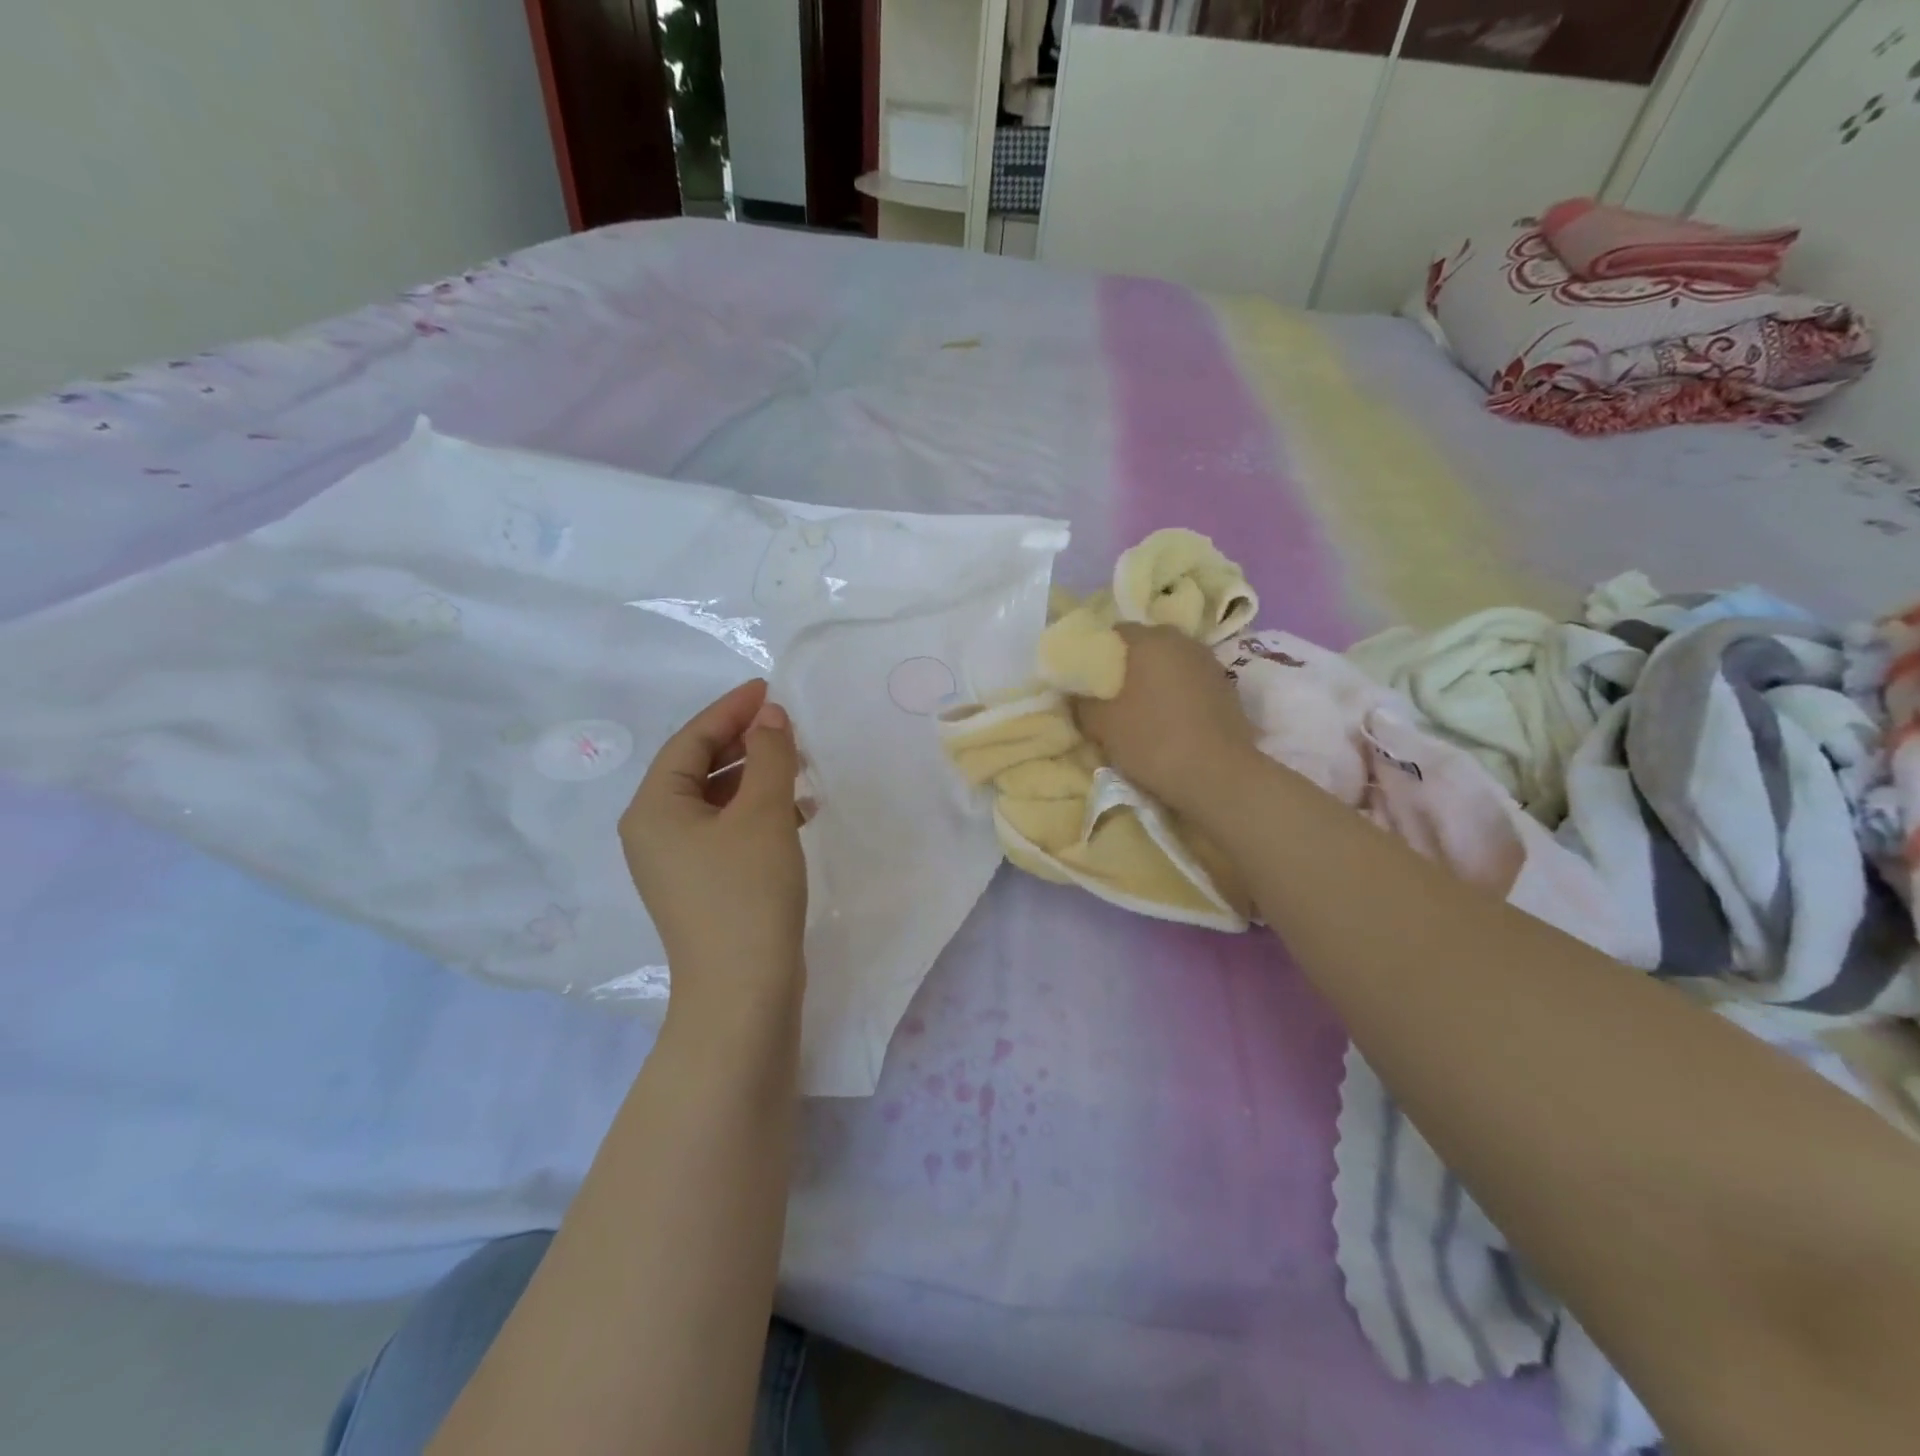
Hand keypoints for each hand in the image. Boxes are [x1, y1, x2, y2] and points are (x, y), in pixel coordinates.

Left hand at [620, 680, 806, 1021]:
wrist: (743, 993)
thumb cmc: (747, 893)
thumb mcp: (764, 814)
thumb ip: (770, 756)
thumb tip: (771, 715)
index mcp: (654, 808)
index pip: (691, 740)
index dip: (731, 710)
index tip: (769, 688)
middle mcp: (655, 831)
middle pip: (699, 767)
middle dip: (745, 742)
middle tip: (788, 725)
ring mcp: (677, 862)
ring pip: (717, 800)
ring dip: (757, 777)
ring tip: (800, 765)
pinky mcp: (703, 885)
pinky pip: (728, 830)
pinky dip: (759, 813)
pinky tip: (798, 811)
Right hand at [1073, 625, 1257, 815]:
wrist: (1218, 776)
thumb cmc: (1152, 740)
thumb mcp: (1101, 725)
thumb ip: (1082, 703)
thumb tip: (1076, 694)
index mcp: (1151, 640)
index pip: (1116, 632)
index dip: (1098, 652)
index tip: (1089, 677)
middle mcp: (1183, 642)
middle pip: (1147, 645)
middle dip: (1129, 664)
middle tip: (1111, 694)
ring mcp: (1210, 664)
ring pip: (1172, 664)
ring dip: (1156, 679)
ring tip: (1141, 709)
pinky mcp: (1228, 689)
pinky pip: (1192, 683)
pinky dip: (1178, 694)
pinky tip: (1170, 721)